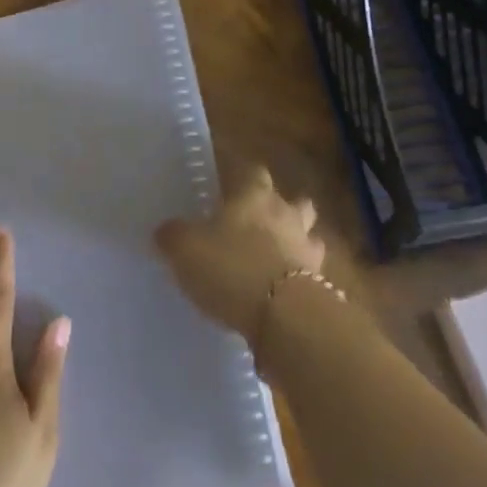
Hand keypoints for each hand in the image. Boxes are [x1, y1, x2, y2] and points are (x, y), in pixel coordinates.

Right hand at [154, 165, 323, 344]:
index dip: (244, 177)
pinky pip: (312, 275)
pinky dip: (301, 280)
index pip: (254, 171)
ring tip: (278, 259)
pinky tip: (283, 294)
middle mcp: (285, 213)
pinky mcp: (321, 285)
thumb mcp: (186, 249)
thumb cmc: (231, 266)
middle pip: (294, 200)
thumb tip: (164, 231)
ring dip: (297, 243)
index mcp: (254, 194)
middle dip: (282, 208)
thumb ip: (173, 236)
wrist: (283, 315)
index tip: (232, 187)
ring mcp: (307, 248)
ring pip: (309, 235)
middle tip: (261, 224)